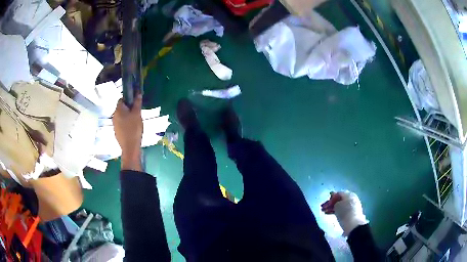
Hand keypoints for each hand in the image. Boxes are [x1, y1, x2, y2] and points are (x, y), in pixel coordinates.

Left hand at [113, 95, 142, 170]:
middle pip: (121, 108)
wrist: (130, 147)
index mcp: (118, 110)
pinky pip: (121, 124)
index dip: (129, 98)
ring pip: (121, 116)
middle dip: (129, 108)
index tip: (136, 102)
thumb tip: (138, 93)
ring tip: (136, 121)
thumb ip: (137, 103)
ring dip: (127, 116)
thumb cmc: (134, 129)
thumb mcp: (137, 114)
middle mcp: (114, 116)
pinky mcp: (116, 132)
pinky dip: (126, 123)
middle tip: (137, 112)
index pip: (122, 99)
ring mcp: (114, 124)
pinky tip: (132, 128)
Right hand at [321, 191, 367, 235]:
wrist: (353, 224)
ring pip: (340, 205)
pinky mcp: (352, 213)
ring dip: (332, 208)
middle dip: (330, 204)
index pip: (338, 194)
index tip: (324, 204)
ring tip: (325, 213)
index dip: (330, 198)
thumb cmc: (345, 212)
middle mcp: (351, 198)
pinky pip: (343, 210)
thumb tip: (333, 199)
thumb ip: (334, 201)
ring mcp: (352, 206)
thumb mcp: (337, 206)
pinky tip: (331, 215)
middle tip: (323, 209)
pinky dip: (337, 212)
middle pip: (339, 199)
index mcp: (349, 194)